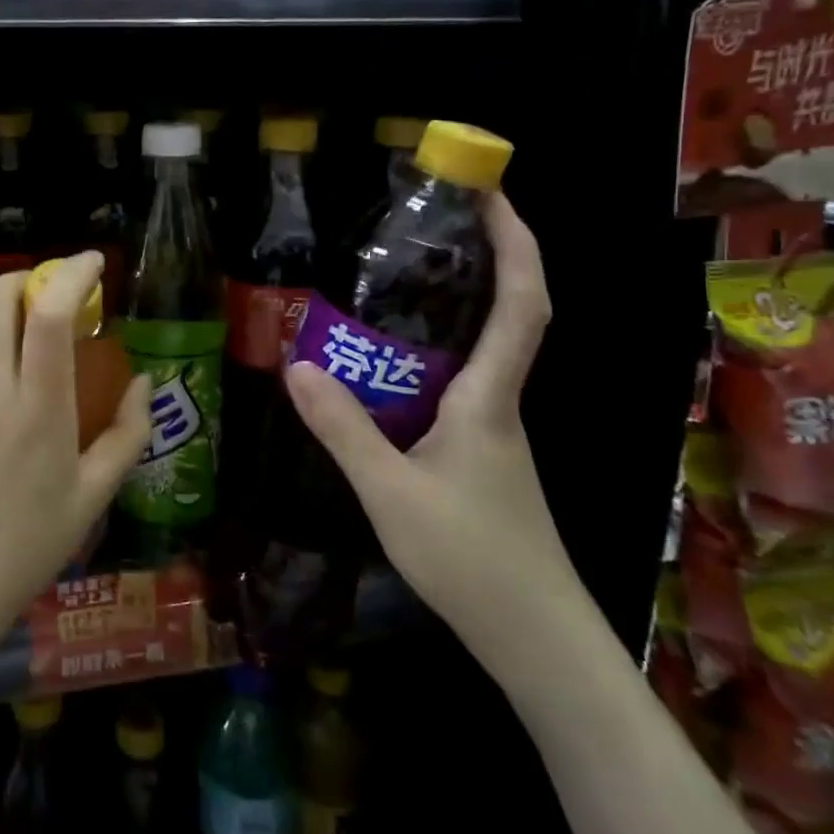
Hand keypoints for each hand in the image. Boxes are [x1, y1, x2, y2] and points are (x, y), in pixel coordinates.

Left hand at [0, 251, 151, 665]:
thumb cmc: (28, 544)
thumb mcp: (92, 497)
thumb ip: (126, 434)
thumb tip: (143, 384)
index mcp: (38, 407)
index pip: (49, 314)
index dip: (72, 274)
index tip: (94, 262)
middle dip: (32, 277)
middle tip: (64, 295)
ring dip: (9, 301)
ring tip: (43, 324)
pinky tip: (15, 363)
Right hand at [286, 193, 583, 671]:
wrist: (536, 639)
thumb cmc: (472, 560)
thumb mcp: (390, 492)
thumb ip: (343, 429)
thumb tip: (296, 365)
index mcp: (488, 399)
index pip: (521, 305)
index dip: (515, 244)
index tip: (492, 195)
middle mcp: (498, 403)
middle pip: (507, 315)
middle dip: (481, 260)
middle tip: (428, 225)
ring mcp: (492, 430)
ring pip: (479, 351)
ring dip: (451, 307)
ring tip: (394, 283)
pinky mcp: (479, 454)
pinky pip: (456, 384)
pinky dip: (428, 357)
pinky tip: (385, 368)